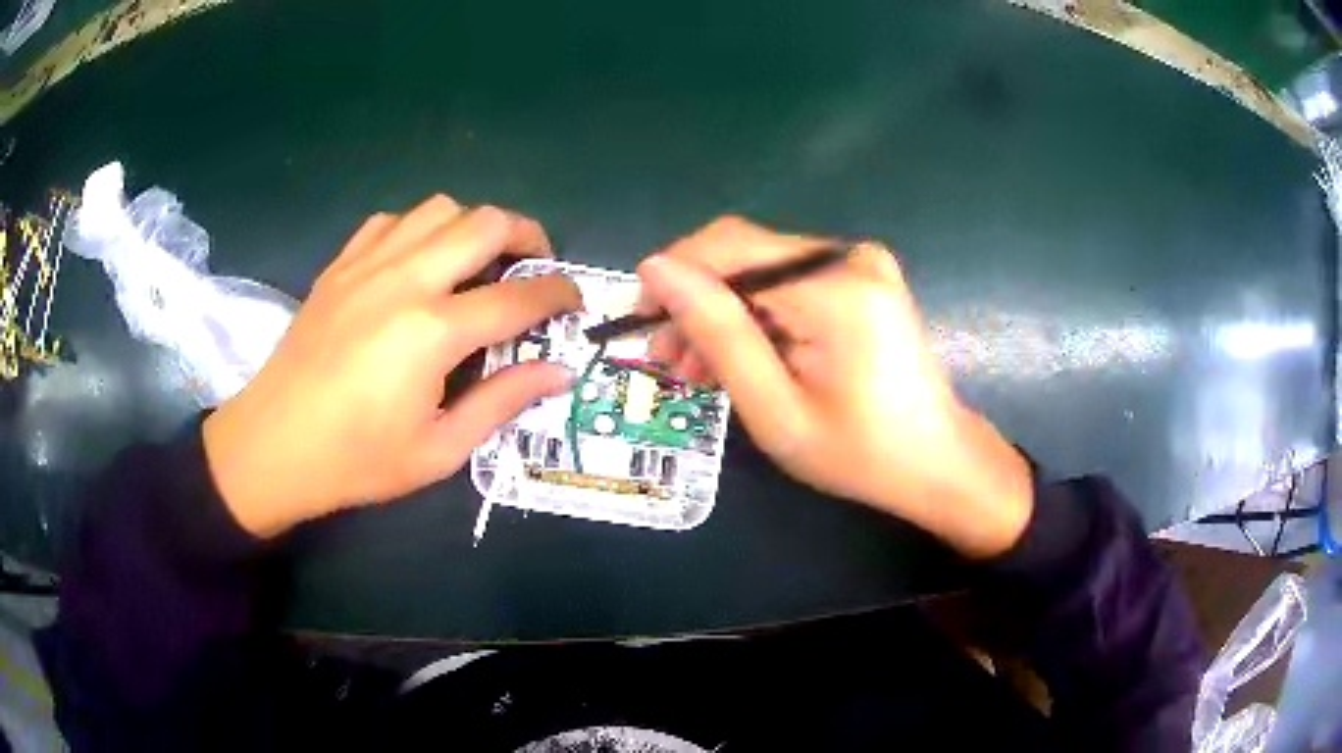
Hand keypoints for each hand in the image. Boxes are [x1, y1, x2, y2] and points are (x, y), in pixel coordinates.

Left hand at [203, 197, 581, 536]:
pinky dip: (419, 230)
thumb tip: (559, 372)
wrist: (273, 446)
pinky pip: (391, 221)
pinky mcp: (340, 266)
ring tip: (479, 261)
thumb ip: (502, 402)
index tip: (575, 302)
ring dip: (473, 226)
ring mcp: (367, 265)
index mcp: (433, 331)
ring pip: (439, 209)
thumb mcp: (438, 450)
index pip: (518, 295)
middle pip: (485, 223)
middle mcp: (405, 280)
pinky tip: (417, 262)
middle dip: (528, 234)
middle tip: (537, 265)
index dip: (558, 293)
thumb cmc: (356, 460)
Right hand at [637, 218, 1031, 557]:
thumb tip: (656, 268)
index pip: (727, 247)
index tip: (642, 324)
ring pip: (761, 268)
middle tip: (668, 358)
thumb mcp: (775, 408)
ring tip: (697, 368)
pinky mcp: (862, 276)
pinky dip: (757, 314)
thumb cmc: (858, 453)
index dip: (673, 277)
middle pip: (743, 254)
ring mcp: (860, 262)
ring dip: (723, 311)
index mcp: (834, 287)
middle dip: (696, 301)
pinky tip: (742, 354)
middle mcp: (848, 256)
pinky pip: (789, 281)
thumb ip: (717, 333)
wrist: (936, 461)